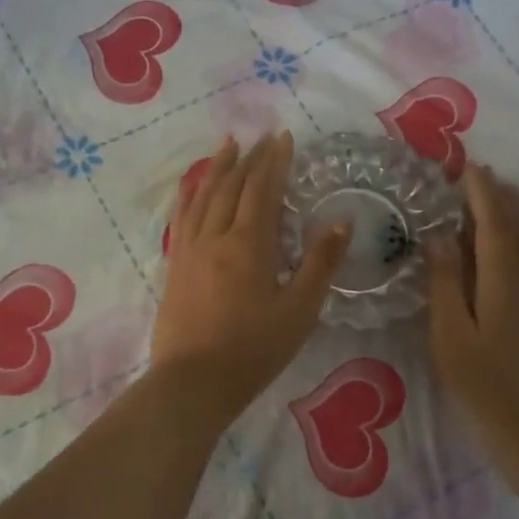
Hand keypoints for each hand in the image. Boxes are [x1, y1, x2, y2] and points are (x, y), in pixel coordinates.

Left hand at [151, 132, 350, 428]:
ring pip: (204, 196)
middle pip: (232, 186)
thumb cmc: (254, 350)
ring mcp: (190, 249)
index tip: (284, 137)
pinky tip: (193, 186)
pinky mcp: (175, 266)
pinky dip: (190, 194)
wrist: (194, 382)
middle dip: (250, 158)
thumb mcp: (300, 310)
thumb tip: (342, 220)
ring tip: (227, 144)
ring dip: (218, 167)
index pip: (263, 189)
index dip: (275, 161)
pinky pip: (182, 217)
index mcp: (250, 244)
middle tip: (262, 137)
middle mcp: (216, 236)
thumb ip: (321, 262)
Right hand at [425, 164, 518, 462]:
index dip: (481, 191)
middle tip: (482, 175)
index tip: (468, 165)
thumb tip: (438, 236)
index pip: (493, 221)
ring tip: (505, 199)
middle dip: (501, 197)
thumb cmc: (483, 387)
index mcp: (503, 278)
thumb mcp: (450, 336)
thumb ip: (445, 283)